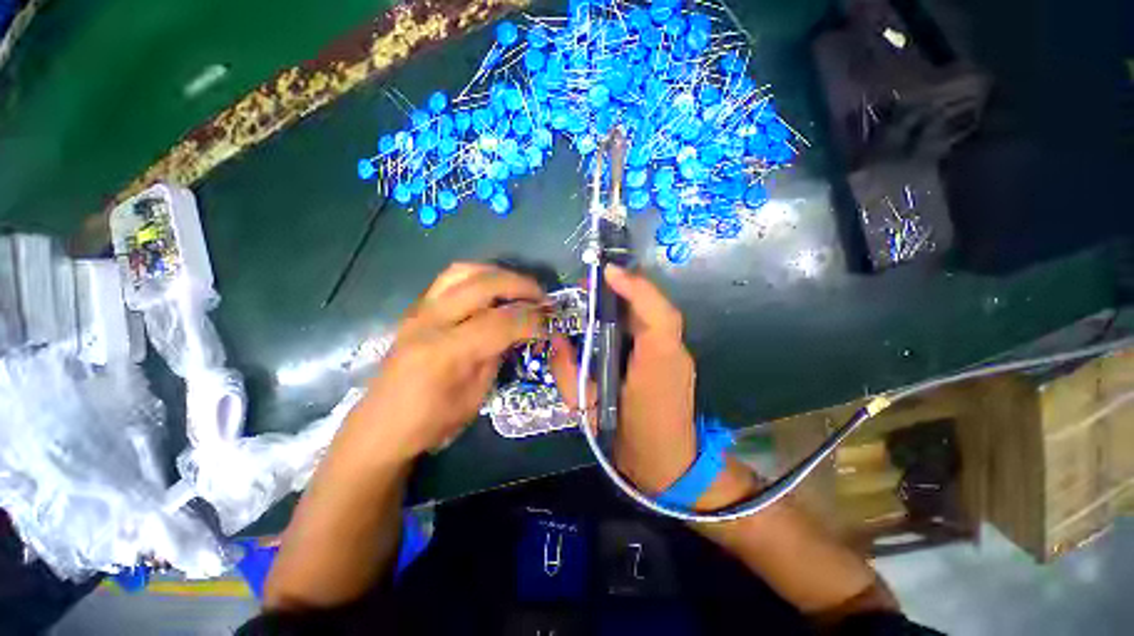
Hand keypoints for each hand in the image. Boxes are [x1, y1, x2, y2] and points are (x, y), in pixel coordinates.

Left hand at [345, 263, 545, 463]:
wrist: (381, 426)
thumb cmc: (432, 422)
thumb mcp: (476, 397)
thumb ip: (497, 355)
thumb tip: (520, 330)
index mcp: (446, 352)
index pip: (501, 322)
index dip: (533, 320)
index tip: (552, 323)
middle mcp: (430, 322)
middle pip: (484, 285)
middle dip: (521, 286)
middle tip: (543, 298)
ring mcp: (419, 310)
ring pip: (465, 271)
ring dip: (499, 274)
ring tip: (519, 288)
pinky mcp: (416, 308)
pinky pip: (451, 278)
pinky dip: (479, 276)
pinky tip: (492, 290)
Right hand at [551, 265, 756, 510]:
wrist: (669, 465)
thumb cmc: (626, 438)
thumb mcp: (587, 409)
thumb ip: (568, 372)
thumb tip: (557, 339)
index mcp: (655, 365)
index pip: (656, 315)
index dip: (635, 288)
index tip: (607, 272)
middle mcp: (673, 353)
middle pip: (655, 307)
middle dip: (626, 288)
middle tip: (594, 282)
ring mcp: (679, 355)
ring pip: (655, 314)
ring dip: (629, 299)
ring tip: (599, 295)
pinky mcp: (676, 358)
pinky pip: (654, 327)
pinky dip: (634, 315)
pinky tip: (614, 317)